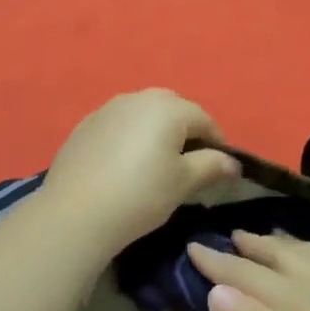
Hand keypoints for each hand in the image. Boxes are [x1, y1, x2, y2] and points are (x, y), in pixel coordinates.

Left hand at [39, 90, 240, 256]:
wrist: (76, 212)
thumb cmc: (141, 194)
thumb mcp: (183, 182)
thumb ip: (212, 166)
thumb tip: (233, 162)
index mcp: (168, 107)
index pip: (203, 119)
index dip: (217, 142)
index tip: (221, 167)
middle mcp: (137, 98)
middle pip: (172, 109)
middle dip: (185, 131)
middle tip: (189, 163)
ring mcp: (107, 109)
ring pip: (142, 115)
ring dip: (155, 132)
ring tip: (156, 163)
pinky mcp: (84, 126)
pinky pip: (118, 126)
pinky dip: (128, 138)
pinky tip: (124, 166)